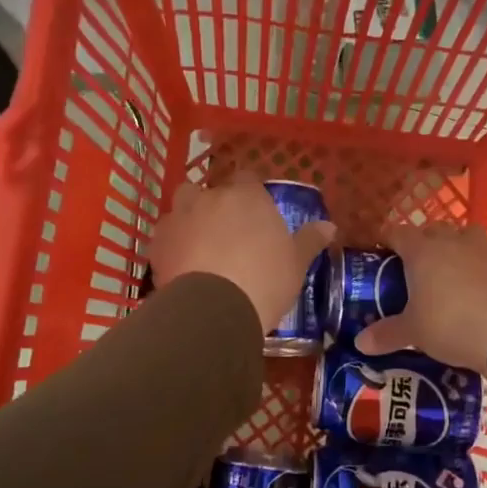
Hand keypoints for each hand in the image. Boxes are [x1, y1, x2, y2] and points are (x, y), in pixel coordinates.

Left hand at [147, 173, 334, 334]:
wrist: (213, 309)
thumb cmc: (264, 280)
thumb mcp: (296, 263)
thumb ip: (309, 241)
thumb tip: (330, 226)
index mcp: (246, 196)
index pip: (247, 178)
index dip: (250, 194)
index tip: (257, 213)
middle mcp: (209, 198)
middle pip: (209, 190)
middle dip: (215, 205)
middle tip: (228, 233)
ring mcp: (179, 218)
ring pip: (181, 209)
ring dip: (189, 220)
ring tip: (200, 248)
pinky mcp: (156, 243)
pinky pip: (165, 237)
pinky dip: (172, 246)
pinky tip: (182, 267)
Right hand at [355, 221, 486, 374]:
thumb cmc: (450, 325)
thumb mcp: (414, 333)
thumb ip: (387, 334)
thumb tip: (360, 343)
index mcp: (422, 251)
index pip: (398, 233)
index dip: (388, 239)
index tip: (381, 251)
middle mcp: (453, 242)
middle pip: (434, 229)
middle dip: (424, 241)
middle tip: (416, 266)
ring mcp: (485, 250)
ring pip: (466, 235)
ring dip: (457, 246)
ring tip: (451, 272)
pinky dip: (481, 267)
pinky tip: (480, 290)